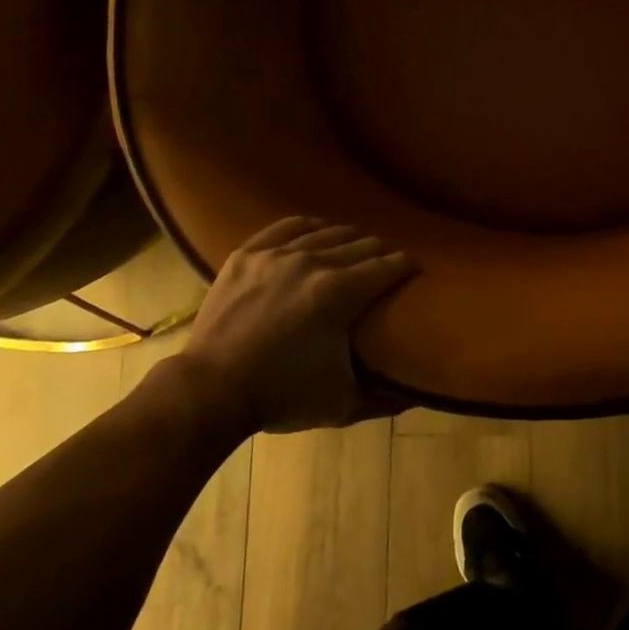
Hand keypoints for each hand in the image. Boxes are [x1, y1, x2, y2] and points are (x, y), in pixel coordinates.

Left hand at [165, 216, 417, 433]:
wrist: (211, 390)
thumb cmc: (281, 396)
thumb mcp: (342, 403)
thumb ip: (385, 398)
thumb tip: (417, 395)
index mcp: (340, 293)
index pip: (389, 266)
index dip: (408, 267)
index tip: (415, 272)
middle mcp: (313, 262)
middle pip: (363, 244)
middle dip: (383, 253)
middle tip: (388, 265)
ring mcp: (277, 254)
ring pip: (328, 231)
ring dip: (350, 239)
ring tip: (357, 250)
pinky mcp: (248, 253)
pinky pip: (287, 226)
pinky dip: (310, 226)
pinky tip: (317, 232)